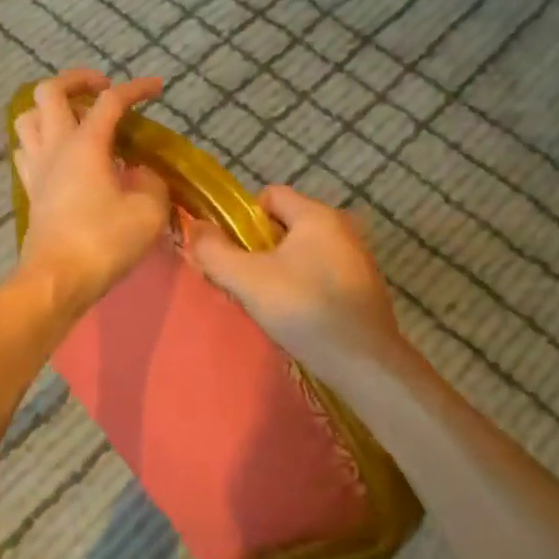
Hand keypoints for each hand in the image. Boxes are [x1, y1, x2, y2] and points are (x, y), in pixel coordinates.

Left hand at [13, 70, 169, 316]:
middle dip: (76, 79)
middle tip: (102, 88)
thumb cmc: (104, 242)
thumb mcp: (148, 212)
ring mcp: (36, 168)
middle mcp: (55, 146)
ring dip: (51, 110)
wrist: (57, 279)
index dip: (135, 88)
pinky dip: (42, 141)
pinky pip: (26, 150)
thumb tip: (143, 174)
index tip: (157, 88)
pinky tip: (61, 155)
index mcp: (85, 144)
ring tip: (77, 120)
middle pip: (49, 91)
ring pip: (28, 118)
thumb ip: (151, 183)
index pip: (110, 101)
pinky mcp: (30, 190)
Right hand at [188, 185, 408, 385]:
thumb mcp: (247, 279)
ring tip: (269, 302)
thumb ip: (214, 251)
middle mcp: (342, 227)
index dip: (244, 218)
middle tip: (246, 280)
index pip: (270, 195)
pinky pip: (322, 272)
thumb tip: (194, 227)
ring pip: (303, 251)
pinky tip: (298, 315)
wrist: (364, 362)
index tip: (234, 251)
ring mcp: (357, 258)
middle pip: (286, 224)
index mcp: (316, 215)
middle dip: (261, 247)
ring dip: (282, 269)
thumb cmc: (303, 309)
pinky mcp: (364, 287)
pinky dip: (305, 286)